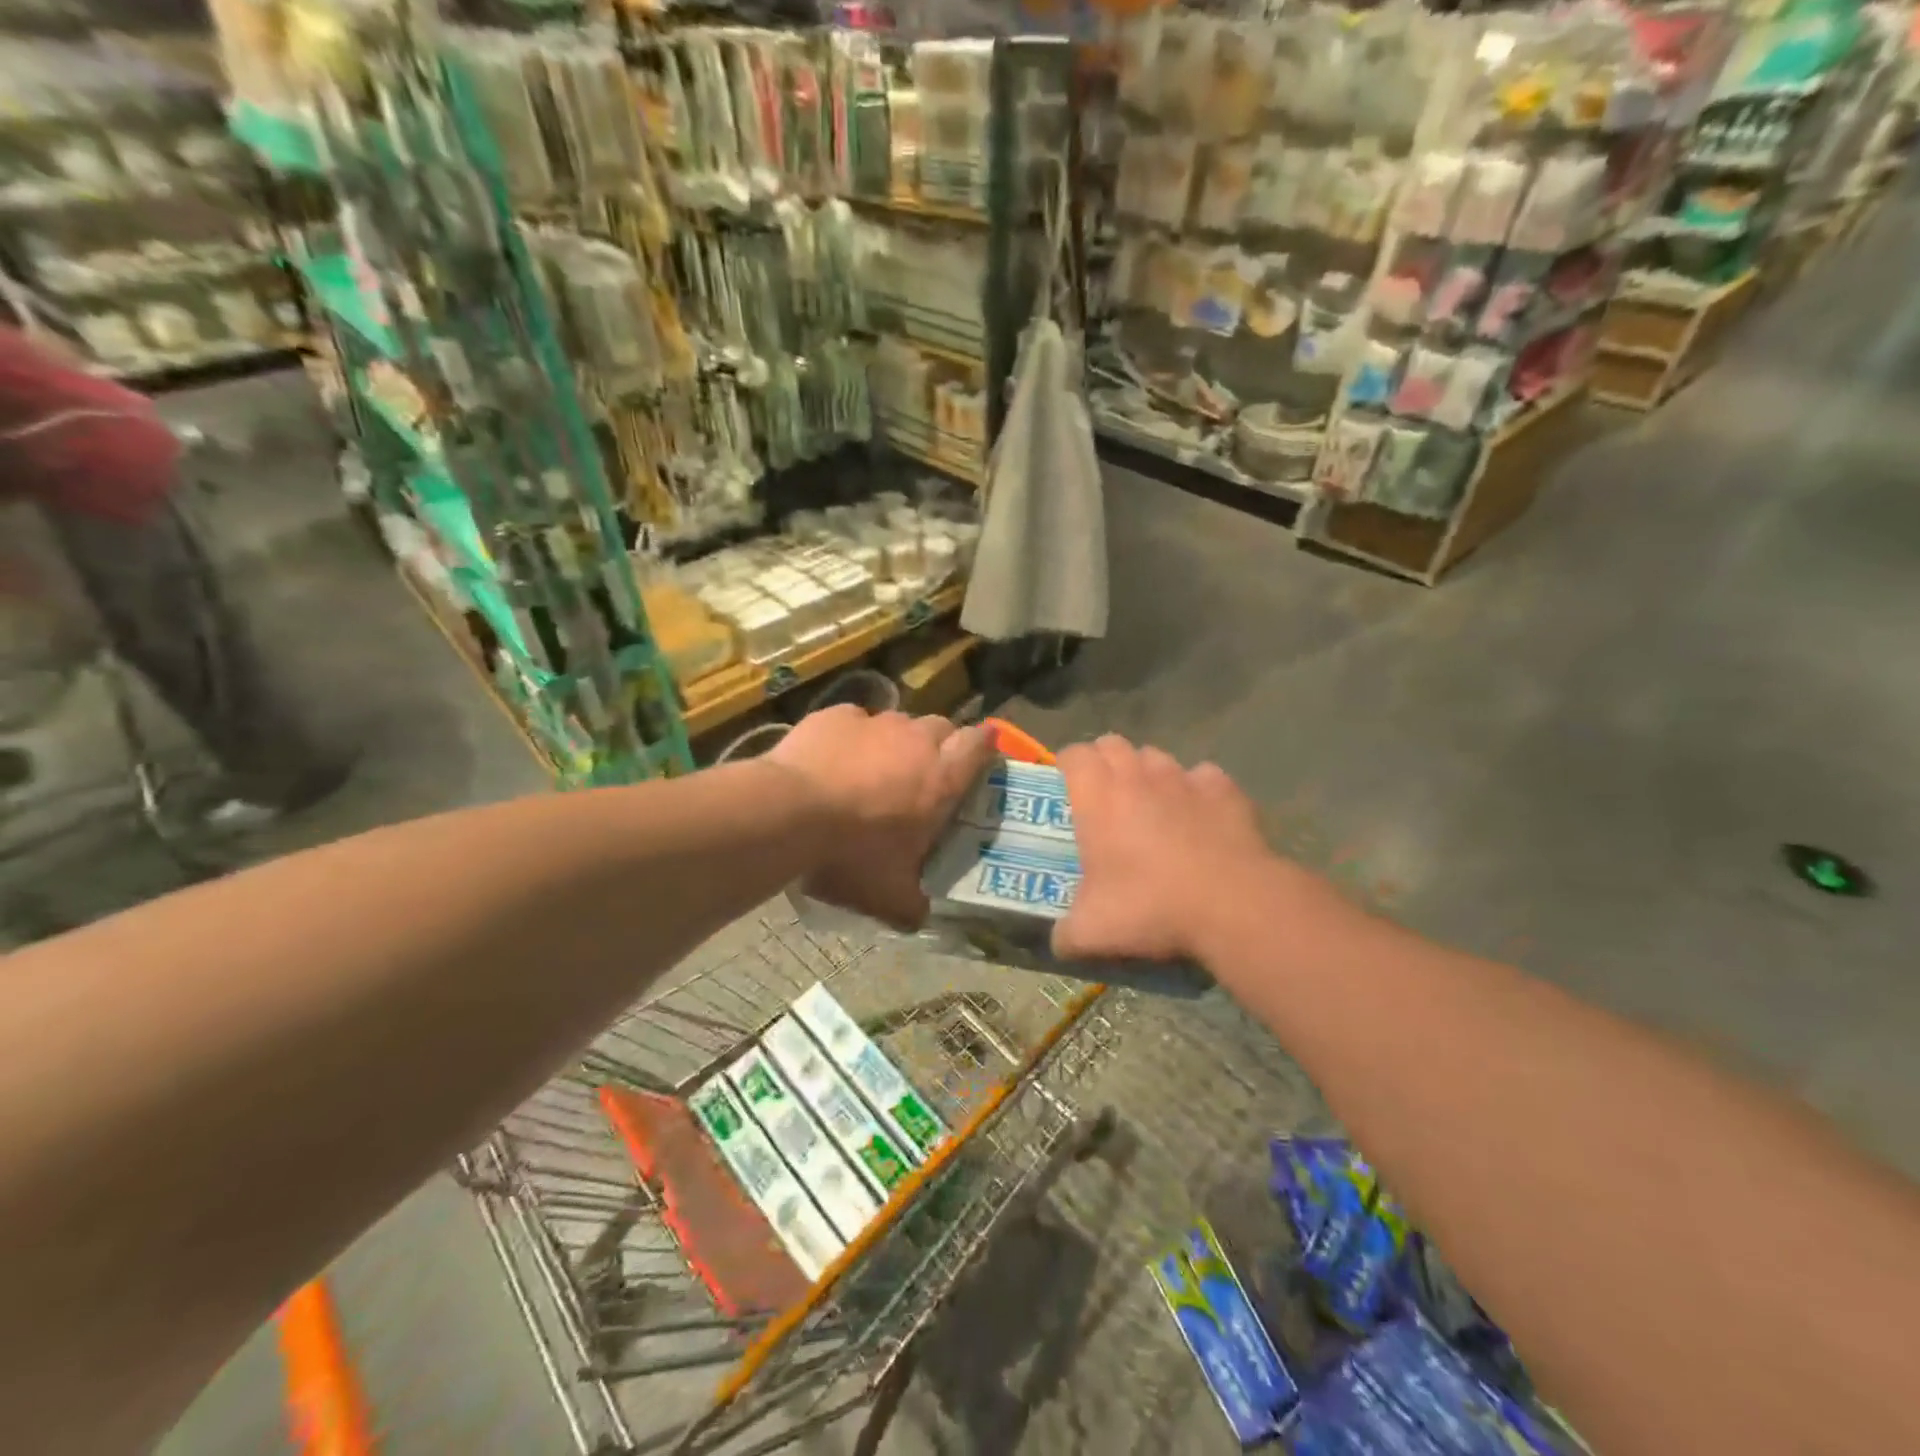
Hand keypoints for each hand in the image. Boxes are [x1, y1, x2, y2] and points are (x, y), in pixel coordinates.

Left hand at [767, 705, 992, 930]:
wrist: (788, 813)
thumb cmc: (850, 854)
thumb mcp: (887, 895)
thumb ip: (912, 906)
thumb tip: (920, 918)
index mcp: (941, 779)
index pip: (980, 745)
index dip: (985, 745)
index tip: (983, 751)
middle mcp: (916, 741)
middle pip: (942, 727)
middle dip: (939, 745)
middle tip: (922, 774)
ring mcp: (875, 722)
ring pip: (898, 722)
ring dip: (894, 742)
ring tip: (873, 770)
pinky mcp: (837, 715)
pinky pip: (855, 721)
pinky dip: (852, 737)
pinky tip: (833, 760)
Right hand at [1053, 735, 1273, 962]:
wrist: (1232, 904)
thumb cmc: (1150, 906)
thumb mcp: (1092, 931)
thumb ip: (1065, 934)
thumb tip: (1058, 942)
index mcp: (1097, 796)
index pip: (1073, 754)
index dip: (1066, 765)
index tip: (1066, 786)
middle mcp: (1137, 775)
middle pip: (1112, 744)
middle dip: (1104, 761)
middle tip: (1104, 795)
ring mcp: (1183, 777)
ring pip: (1156, 756)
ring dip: (1147, 772)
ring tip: (1151, 805)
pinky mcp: (1223, 788)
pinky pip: (1202, 777)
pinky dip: (1196, 790)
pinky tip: (1199, 816)